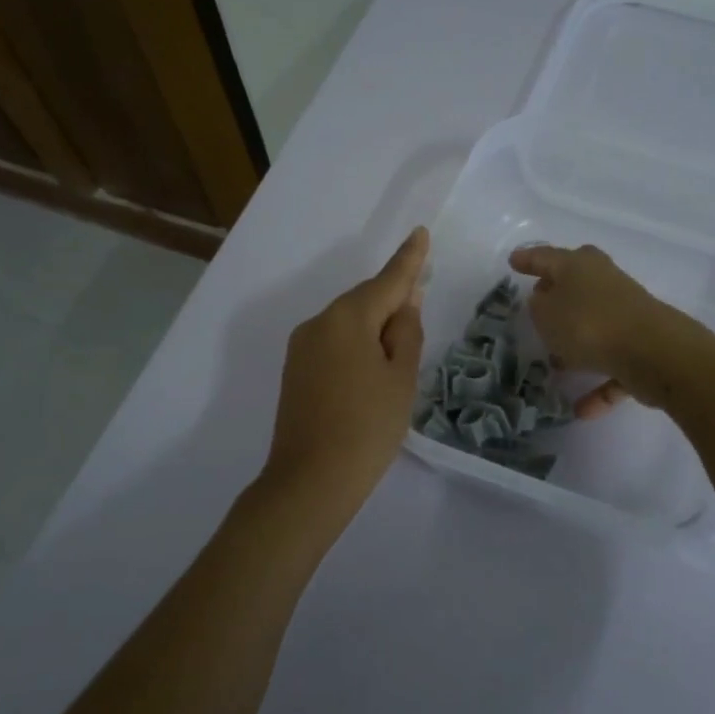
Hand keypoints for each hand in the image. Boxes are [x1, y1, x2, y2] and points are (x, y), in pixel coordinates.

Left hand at [262, 228, 428, 506]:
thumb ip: (406, 332)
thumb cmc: (368, 428)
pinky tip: (371, 370)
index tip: (420, 233)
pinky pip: (333, 342)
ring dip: (374, 328)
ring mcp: (301, 347)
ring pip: (348, 323)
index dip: (409, 259)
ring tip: (398, 355)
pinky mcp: (294, 370)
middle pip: (364, 301)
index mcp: (348, 318)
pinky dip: (356, 346)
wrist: (311, 480)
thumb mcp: (401, 379)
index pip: (387, 280)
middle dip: (392, 301)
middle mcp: (319, 323)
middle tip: (420, 309)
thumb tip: (405, 301)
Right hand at [507, 243, 698, 418]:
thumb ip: (539, 307)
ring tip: (554, 364)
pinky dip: (598, 384)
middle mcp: (606, 283)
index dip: (528, 259)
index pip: (547, 257)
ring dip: (577, 344)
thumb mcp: (546, 314)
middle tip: (537, 301)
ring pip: (595, 326)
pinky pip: (613, 365)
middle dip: (557, 293)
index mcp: (580, 266)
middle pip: (577, 283)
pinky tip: (581, 410)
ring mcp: (627, 315)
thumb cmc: (589, 324)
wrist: (654, 354)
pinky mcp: (643, 347)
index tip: (513, 261)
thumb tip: (545, 301)